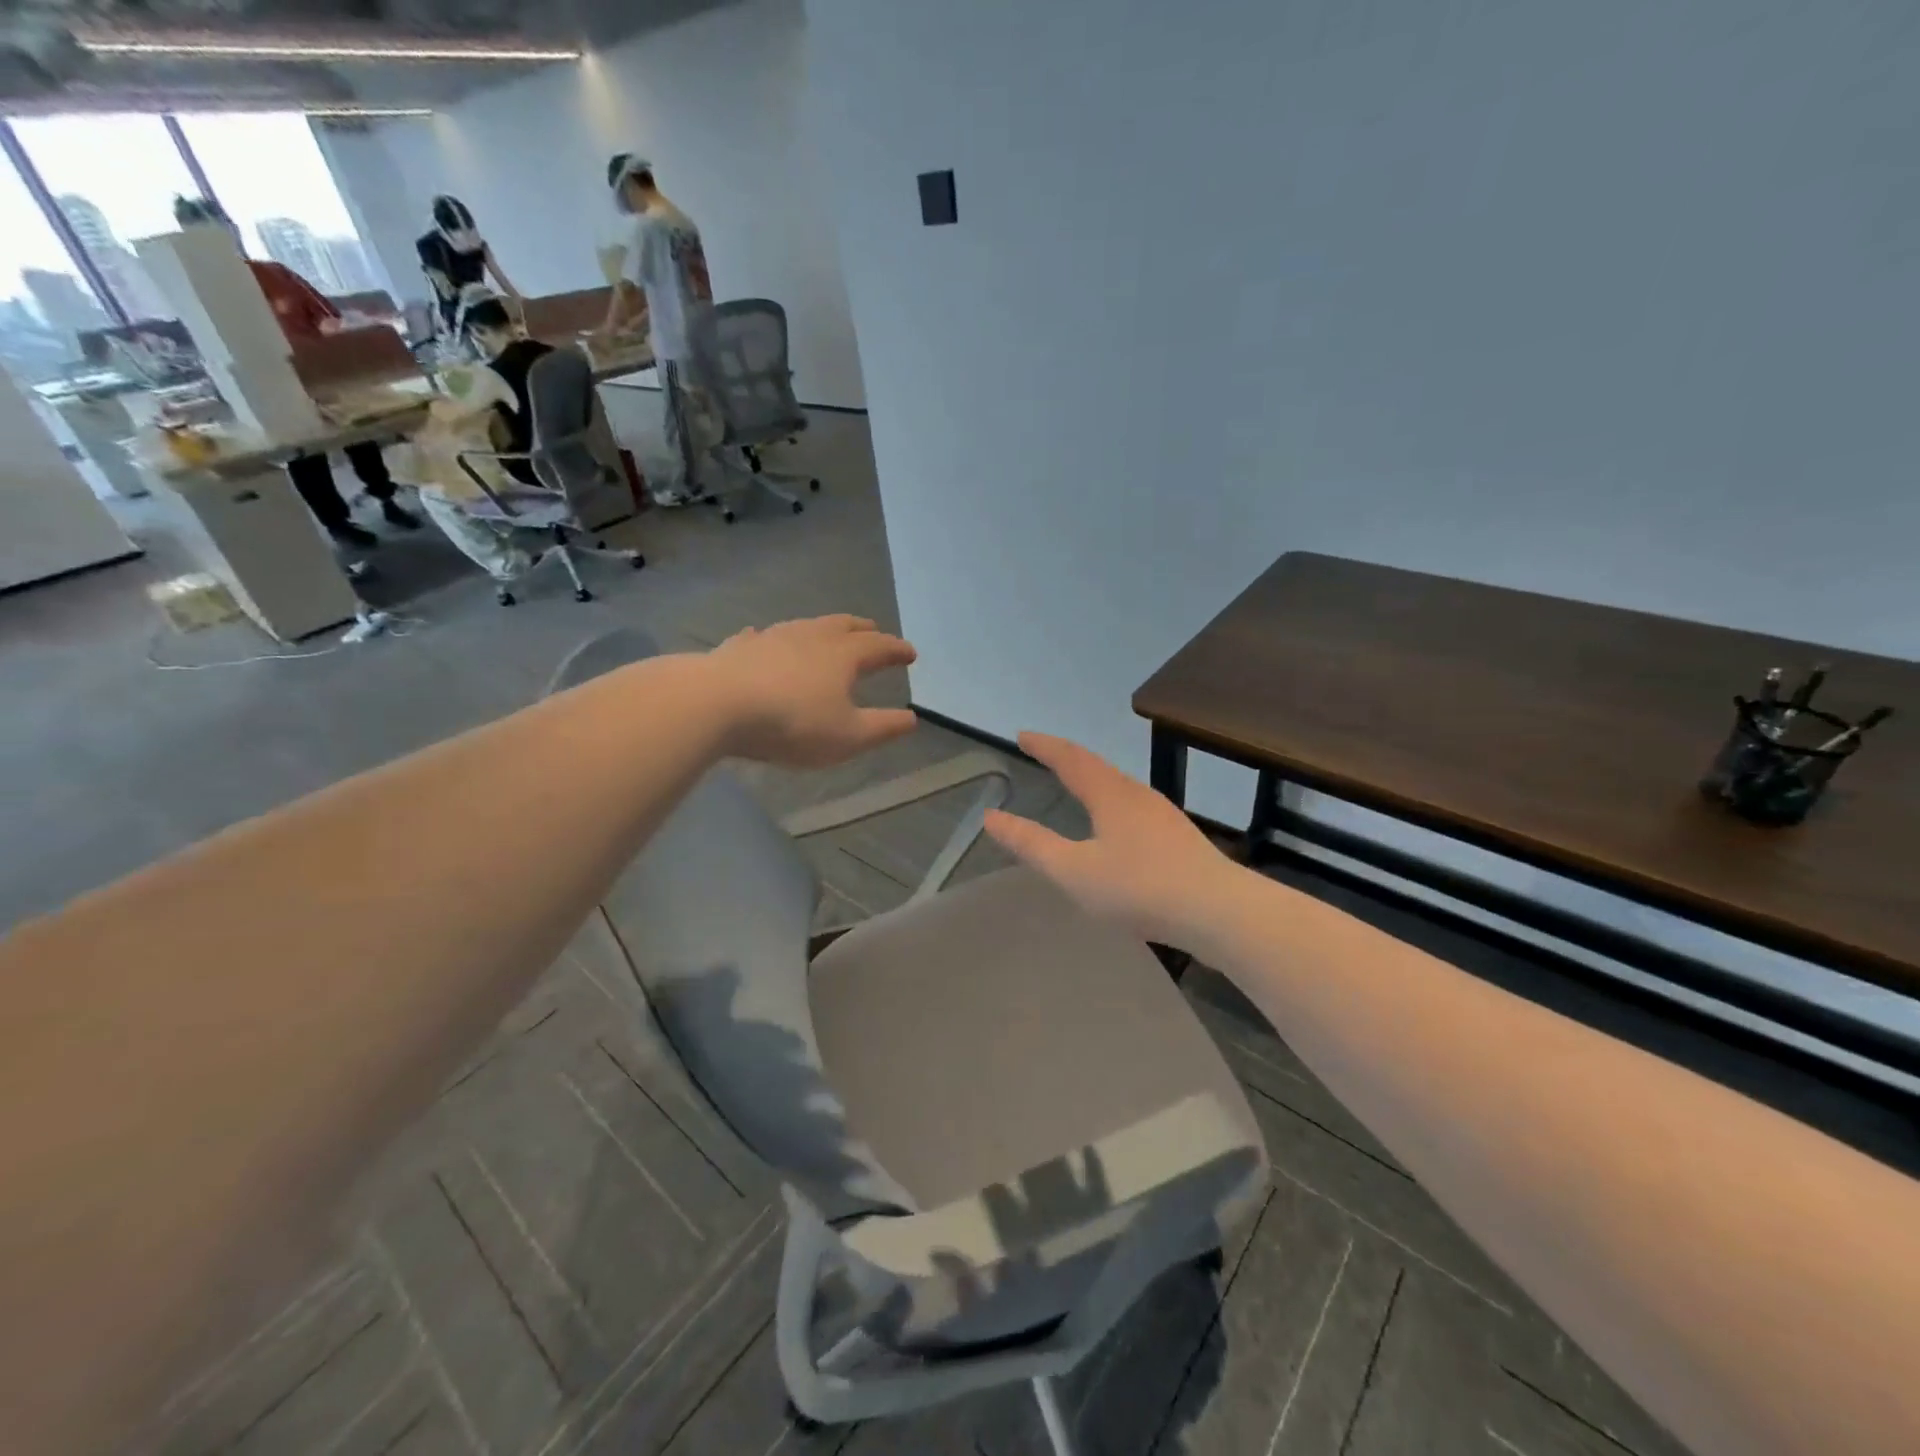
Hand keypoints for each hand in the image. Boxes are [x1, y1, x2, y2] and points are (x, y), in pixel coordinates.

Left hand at [709, 616, 917, 767]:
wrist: (716, 704)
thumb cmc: (792, 723)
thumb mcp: (848, 737)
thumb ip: (883, 727)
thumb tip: (911, 719)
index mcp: (843, 656)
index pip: (879, 647)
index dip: (897, 650)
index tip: (910, 653)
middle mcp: (812, 637)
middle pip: (843, 626)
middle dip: (863, 629)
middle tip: (874, 630)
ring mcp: (773, 637)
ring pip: (806, 625)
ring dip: (822, 628)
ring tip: (827, 633)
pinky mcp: (739, 647)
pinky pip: (762, 636)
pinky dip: (772, 638)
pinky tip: (762, 637)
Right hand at [984, 734, 1233, 944]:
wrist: (1218, 910)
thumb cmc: (1139, 888)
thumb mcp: (1074, 871)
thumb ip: (1031, 845)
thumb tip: (991, 817)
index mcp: (1109, 795)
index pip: (1070, 759)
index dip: (1044, 746)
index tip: (1022, 736)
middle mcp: (1137, 795)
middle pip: (1097, 767)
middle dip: (1067, 758)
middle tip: (1045, 754)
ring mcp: (1162, 815)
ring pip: (1119, 786)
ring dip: (1092, 778)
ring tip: (1076, 783)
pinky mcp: (1178, 838)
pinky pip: (1133, 806)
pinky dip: (1110, 801)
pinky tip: (1116, 825)